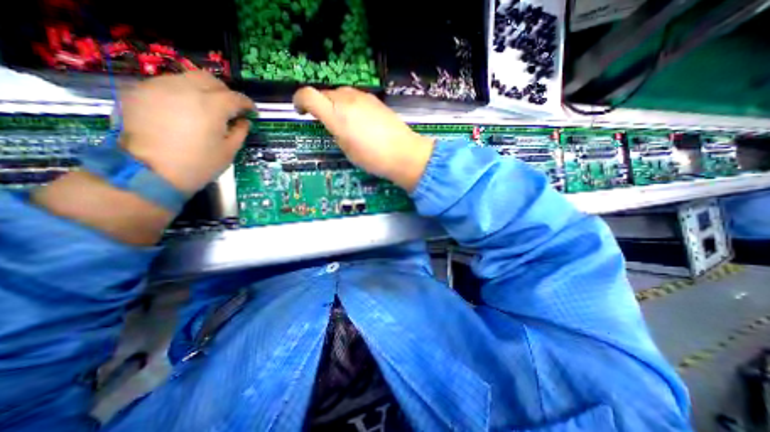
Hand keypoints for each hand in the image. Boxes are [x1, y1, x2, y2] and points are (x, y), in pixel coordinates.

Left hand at [118, 71, 253, 191]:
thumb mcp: (229, 151)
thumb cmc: (199, 164)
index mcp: (211, 106)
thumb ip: (240, 132)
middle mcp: (185, 89)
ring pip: (186, 78)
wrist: (149, 172)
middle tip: (230, 107)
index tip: (252, 112)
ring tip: (206, 108)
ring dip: (202, 90)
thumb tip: (244, 121)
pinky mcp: (139, 92)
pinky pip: (167, 85)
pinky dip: (181, 93)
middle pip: (210, 79)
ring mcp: (158, 87)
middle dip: (225, 91)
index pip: (235, 97)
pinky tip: (184, 110)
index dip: (247, 104)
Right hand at [292, 86, 431, 189]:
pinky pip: (355, 97)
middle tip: (325, 121)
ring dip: (336, 104)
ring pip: (340, 93)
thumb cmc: (373, 158)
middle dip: (320, 105)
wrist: (403, 153)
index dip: (299, 101)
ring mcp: (363, 98)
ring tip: (343, 121)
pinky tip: (359, 120)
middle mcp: (347, 100)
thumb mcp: (347, 150)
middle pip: (324, 93)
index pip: (308, 95)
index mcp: (336, 115)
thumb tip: (334, 124)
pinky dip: (350, 105)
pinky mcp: (375, 100)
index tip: (301, 111)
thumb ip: (336, 132)